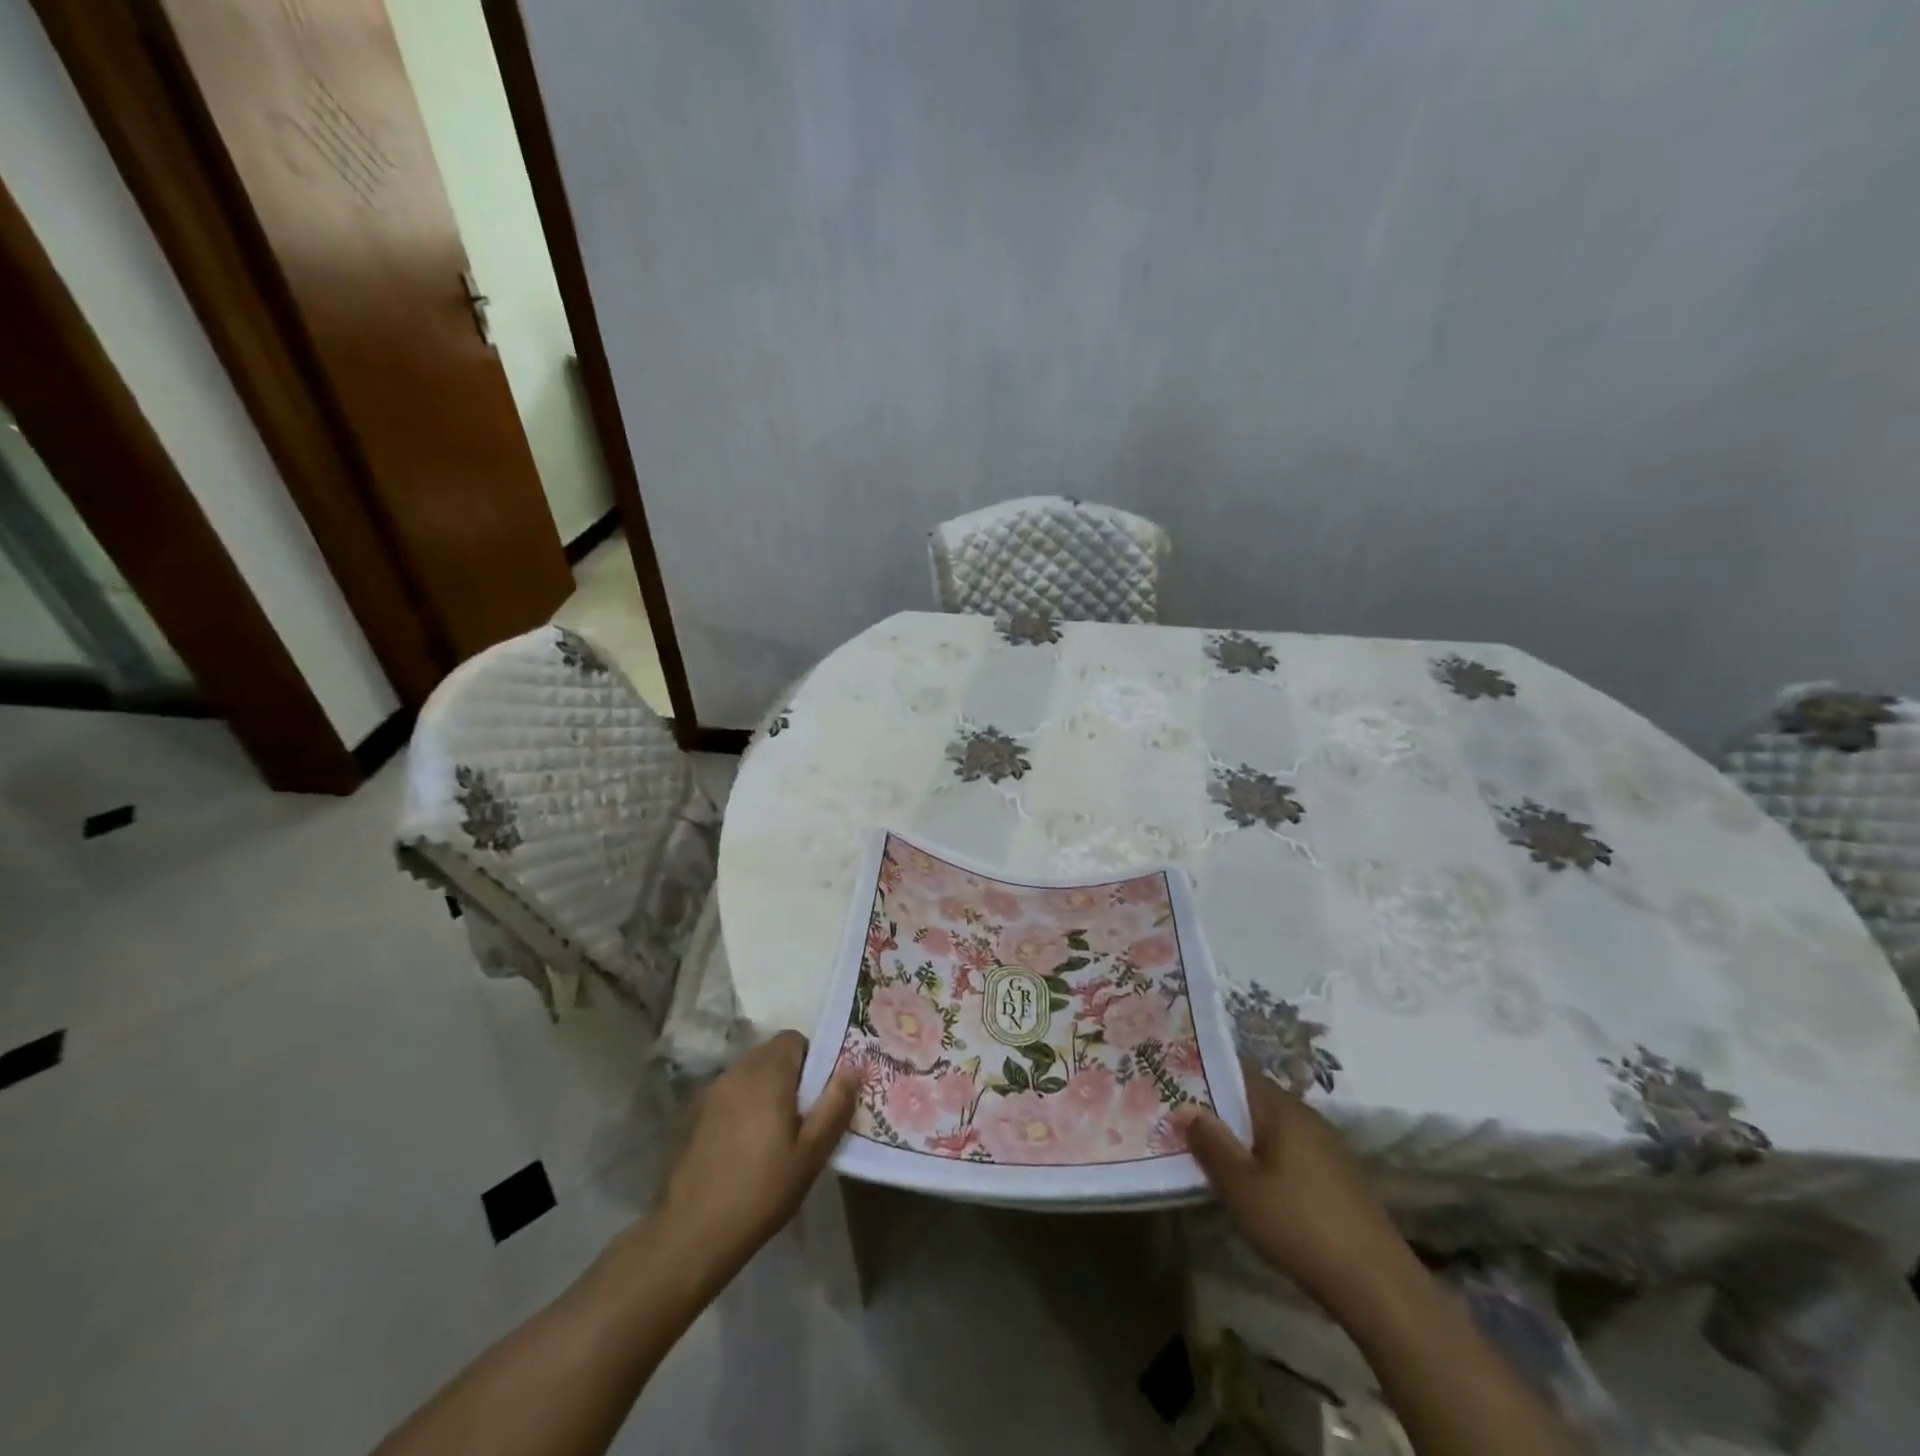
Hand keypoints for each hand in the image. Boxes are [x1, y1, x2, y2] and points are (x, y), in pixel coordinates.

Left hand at [656, 1031, 857, 1273]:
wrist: (693, 1232)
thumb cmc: (762, 1190)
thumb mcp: (811, 1153)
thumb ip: (835, 1105)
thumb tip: (853, 1067)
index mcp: (768, 1074)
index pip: (794, 1039)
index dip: (813, 1058)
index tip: (821, 1092)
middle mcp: (738, 1072)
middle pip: (772, 1053)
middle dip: (792, 1073)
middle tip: (805, 1113)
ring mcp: (713, 1092)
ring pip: (751, 1072)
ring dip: (768, 1088)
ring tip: (778, 1131)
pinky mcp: (697, 1114)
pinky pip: (732, 1093)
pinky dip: (746, 1104)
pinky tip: (749, 1144)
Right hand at [1176, 1071, 1407, 1306]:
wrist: (1380, 1289)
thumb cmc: (1300, 1226)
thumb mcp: (1241, 1188)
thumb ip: (1210, 1144)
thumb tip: (1184, 1108)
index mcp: (1283, 1108)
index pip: (1236, 1074)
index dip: (1204, 1077)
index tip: (1172, 1086)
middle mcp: (1307, 1117)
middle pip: (1254, 1102)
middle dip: (1220, 1111)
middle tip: (1182, 1123)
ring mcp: (1327, 1149)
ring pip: (1273, 1131)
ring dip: (1243, 1139)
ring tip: (1210, 1155)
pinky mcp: (1339, 1180)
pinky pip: (1291, 1154)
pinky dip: (1267, 1161)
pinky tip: (1254, 1187)